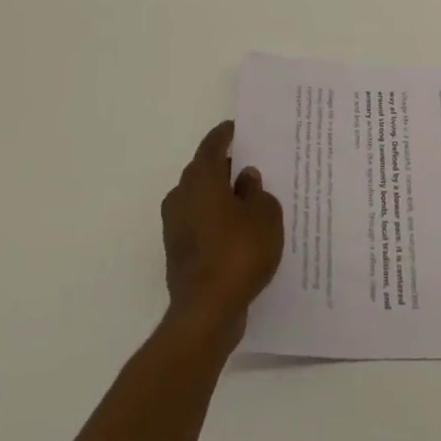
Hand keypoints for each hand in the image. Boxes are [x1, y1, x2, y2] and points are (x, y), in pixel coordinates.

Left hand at [161, 121, 284, 347]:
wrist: (207, 311)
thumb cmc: (239, 252)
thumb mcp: (265, 216)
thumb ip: (257, 191)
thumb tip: (245, 178)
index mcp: (201, 178)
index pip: (212, 145)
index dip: (226, 134)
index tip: (238, 128)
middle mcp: (182, 195)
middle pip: (205, 171)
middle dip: (226, 167)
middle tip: (253, 166)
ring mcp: (175, 225)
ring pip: (201, 199)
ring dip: (221, 197)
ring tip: (250, 201)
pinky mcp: (177, 251)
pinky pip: (200, 223)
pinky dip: (217, 221)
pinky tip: (239, 232)